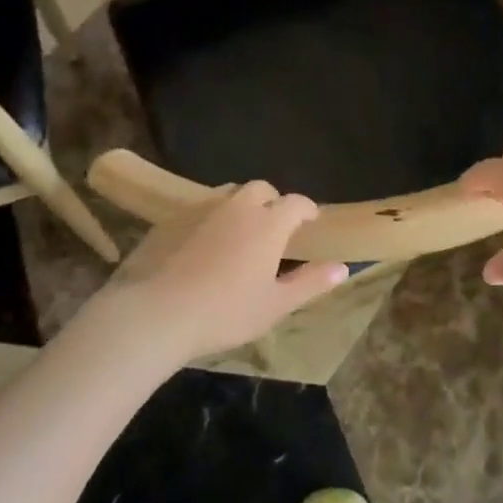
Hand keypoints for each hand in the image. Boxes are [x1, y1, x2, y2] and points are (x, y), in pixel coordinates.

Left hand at [103, 183, 348, 361]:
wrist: (159, 312)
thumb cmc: (226, 312)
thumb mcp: (275, 305)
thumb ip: (310, 283)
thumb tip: (343, 267)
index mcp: (268, 223)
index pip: (296, 203)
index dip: (307, 210)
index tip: (311, 222)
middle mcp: (238, 206)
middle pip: (261, 189)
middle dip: (273, 202)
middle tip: (274, 228)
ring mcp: (202, 208)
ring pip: (229, 194)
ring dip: (241, 205)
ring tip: (240, 232)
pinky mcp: (173, 217)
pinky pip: (200, 207)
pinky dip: (211, 217)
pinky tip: (204, 243)